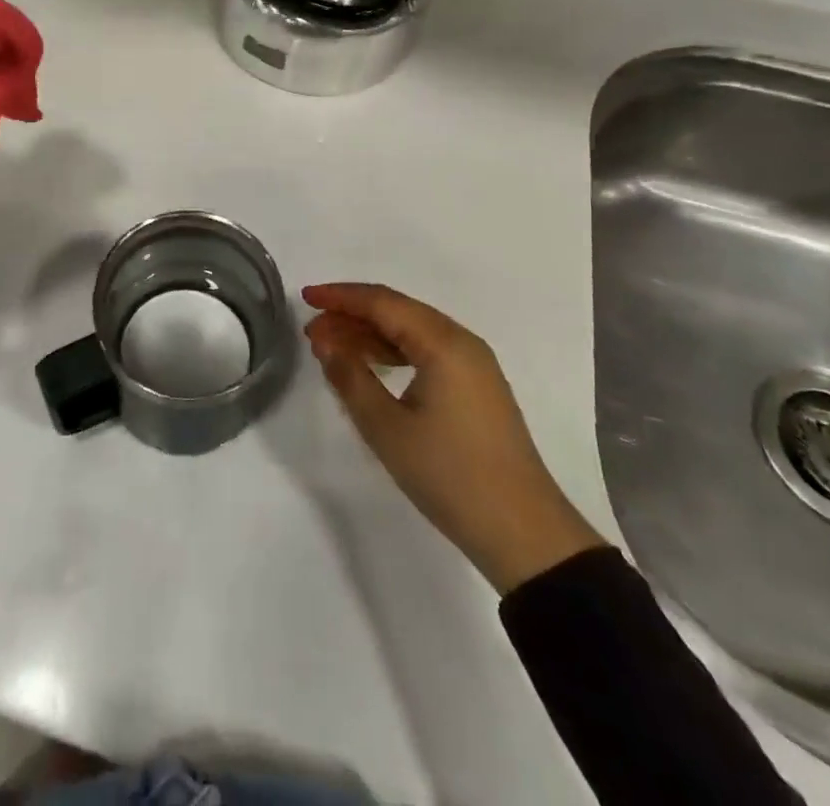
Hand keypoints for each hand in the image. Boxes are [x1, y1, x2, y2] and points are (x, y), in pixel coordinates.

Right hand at [302, 282, 604, 593]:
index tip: (305, 297)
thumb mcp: (387, 428)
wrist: (524, 533)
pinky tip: (370, 366)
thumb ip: (350, 378)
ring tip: (332, 349)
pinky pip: (427, 352)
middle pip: (398, 311)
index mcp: (443, 343)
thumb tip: (326, 344)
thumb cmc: (450, 475)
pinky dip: (394, 352)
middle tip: (312, 332)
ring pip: (412, 332)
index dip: (341, 296)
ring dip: (371, 335)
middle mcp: (462, 342)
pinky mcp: (477, 387)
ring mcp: (474, 365)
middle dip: (352, 315)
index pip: (383, 302)